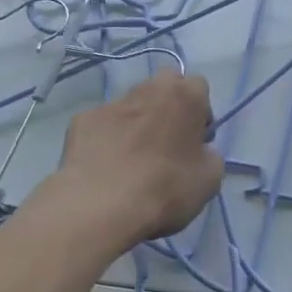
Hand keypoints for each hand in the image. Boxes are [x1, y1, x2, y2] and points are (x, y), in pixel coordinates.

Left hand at [53, 71, 224, 247]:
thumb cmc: (165, 189)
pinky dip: (107, 139)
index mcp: (183, 97)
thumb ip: (210, 156)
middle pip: (163, 86)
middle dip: (168, 105)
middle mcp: (147, 90)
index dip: (200, 112)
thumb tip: (199, 152)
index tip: (196, 140)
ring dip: (136, 122)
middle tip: (167, 142)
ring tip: (132, 159)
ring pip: (131, 104)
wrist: (100, 205)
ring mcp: (110, 104)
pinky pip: (102, 125)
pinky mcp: (81, 121)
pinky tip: (106, 167)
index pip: (198, 85)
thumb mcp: (209, 180)